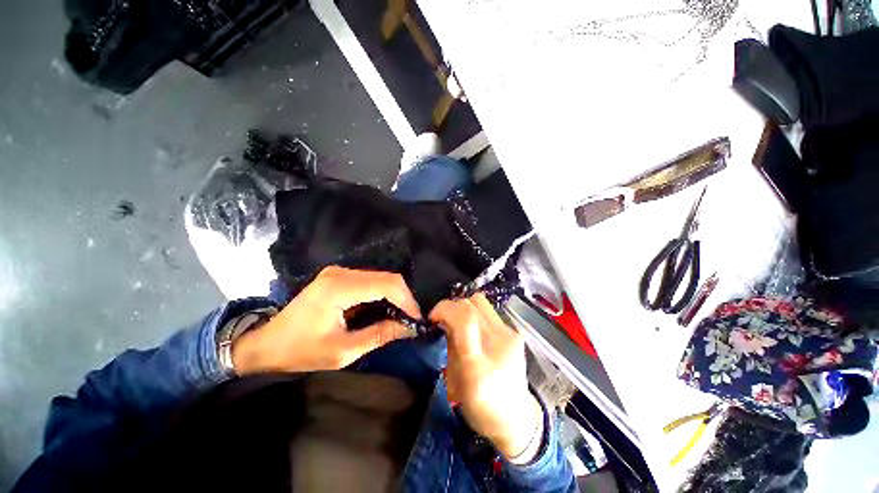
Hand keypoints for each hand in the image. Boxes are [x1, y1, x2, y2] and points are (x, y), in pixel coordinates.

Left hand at [232, 266, 421, 373]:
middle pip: (387, 278)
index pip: (387, 284)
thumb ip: (379, 335)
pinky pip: (370, 281)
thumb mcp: (342, 351)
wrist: (265, 343)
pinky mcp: (338, 277)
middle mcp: (341, 273)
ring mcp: (339, 272)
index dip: (407, 300)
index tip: (417, 320)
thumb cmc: (300, 351)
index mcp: (340, 288)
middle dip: (404, 298)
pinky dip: (382, 295)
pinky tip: (384, 310)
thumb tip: (409, 328)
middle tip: (411, 320)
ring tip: (401, 317)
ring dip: (394, 296)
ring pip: (380, 278)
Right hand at [430, 294, 543, 462]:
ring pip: (481, 301)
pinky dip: (475, 314)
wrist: (517, 417)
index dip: (445, 309)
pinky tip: (474, 329)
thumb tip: (445, 322)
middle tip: (444, 320)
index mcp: (479, 364)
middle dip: (452, 306)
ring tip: (458, 322)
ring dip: (464, 307)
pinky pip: (488, 312)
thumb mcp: (455, 382)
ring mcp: (510, 334)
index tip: (433, 317)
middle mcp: (499, 343)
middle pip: (472, 303)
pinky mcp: (515, 332)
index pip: (465, 319)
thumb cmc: (481, 407)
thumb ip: (450, 347)